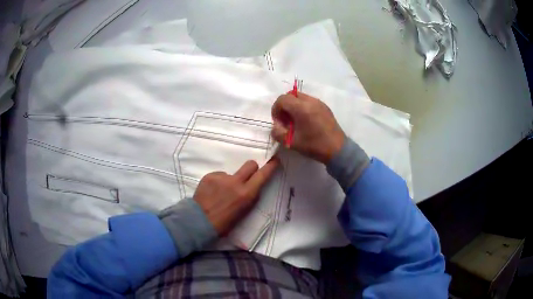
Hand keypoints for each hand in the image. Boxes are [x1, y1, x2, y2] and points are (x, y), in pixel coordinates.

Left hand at [193, 159, 279, 235]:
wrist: (200, 221)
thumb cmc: (224, 223)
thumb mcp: (244, 212)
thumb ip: (249, 197)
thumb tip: (252, 187)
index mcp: (247, 194)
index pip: (263, 175)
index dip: (270, 166)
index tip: (274, 160)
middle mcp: (236, 182)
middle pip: (250, 164)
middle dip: (252, 168)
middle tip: (246, 177)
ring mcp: (222, 177)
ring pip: (232, 173)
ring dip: (230, 180)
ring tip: (220, 193)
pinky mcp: (210, 175)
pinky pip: (219, 176)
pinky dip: (217, 182)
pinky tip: (211, 192)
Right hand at [271, 92, 344, 163]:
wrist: (337, 149)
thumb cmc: (314, 145)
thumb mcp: (291, 143)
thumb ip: (278, 133)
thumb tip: (276, 126)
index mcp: (301, 108)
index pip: (282, 99)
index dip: (276, 109)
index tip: (279, 122)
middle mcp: (310, 101)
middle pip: (291, 95)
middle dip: (285, 106)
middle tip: (286, 120)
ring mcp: (319, 103)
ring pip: (300, 97)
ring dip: (294, 106)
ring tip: (296, 121)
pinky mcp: (325, 107)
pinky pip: (309, 101)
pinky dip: (303, 107)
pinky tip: (306, 122)